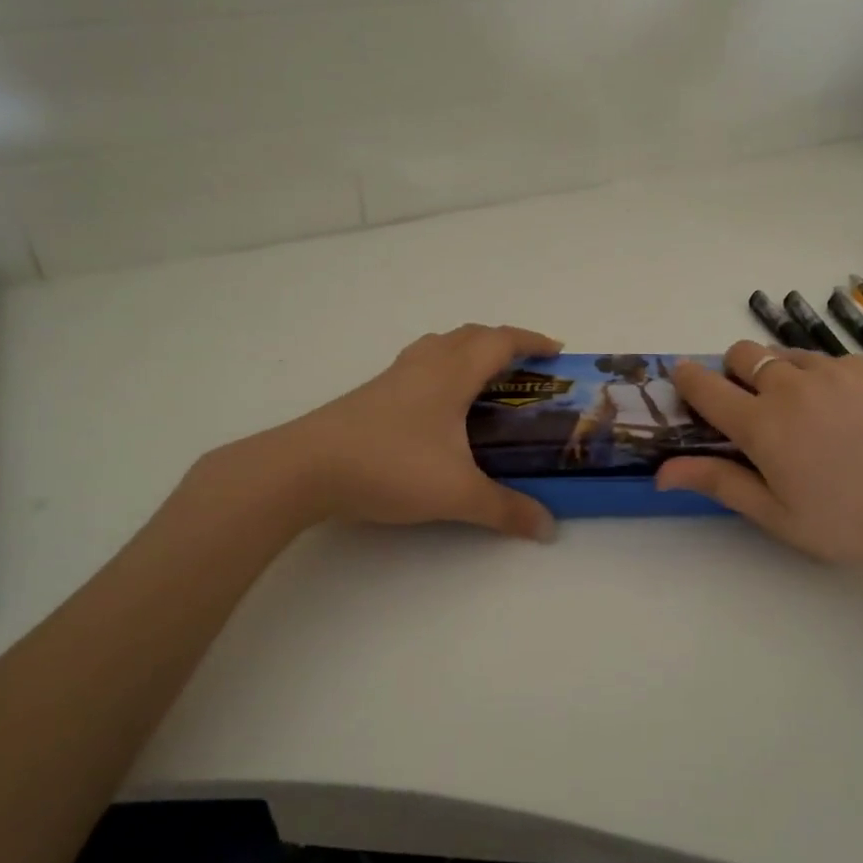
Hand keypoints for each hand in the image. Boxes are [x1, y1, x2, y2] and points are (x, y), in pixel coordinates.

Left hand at [252, 323, 561, 540]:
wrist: (305, 468)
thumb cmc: (390, 467)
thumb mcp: (457, 494)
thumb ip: (506, 510)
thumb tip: (548, 528)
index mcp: (452, 373)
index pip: (500, 341)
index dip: (532, 341)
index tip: (557, 352)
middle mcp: (424, 364)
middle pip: (470, 335)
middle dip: (503, 343)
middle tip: (526, 369)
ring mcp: (393, 376)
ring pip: (439, 345)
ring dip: (468, 350)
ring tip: (484, 379)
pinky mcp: (371, 394)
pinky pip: (418, 365)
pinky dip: (441, 369)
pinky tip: (437, 405)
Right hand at [657, 340, 862, 573]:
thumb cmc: (847, 522)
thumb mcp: (775, 514)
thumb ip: (718, 482)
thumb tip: (661, 471)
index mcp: (762, 425)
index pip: (705, 386)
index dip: (687, 379)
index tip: (684, 380)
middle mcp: (792, 385)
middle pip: (741, 353)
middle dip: (734, 372)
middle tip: (754, 408)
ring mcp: (834, 370)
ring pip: (784, 354)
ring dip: (778, 374)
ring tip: (806, 413)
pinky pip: (828, 359)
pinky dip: (822, 378)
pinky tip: (847, 413)